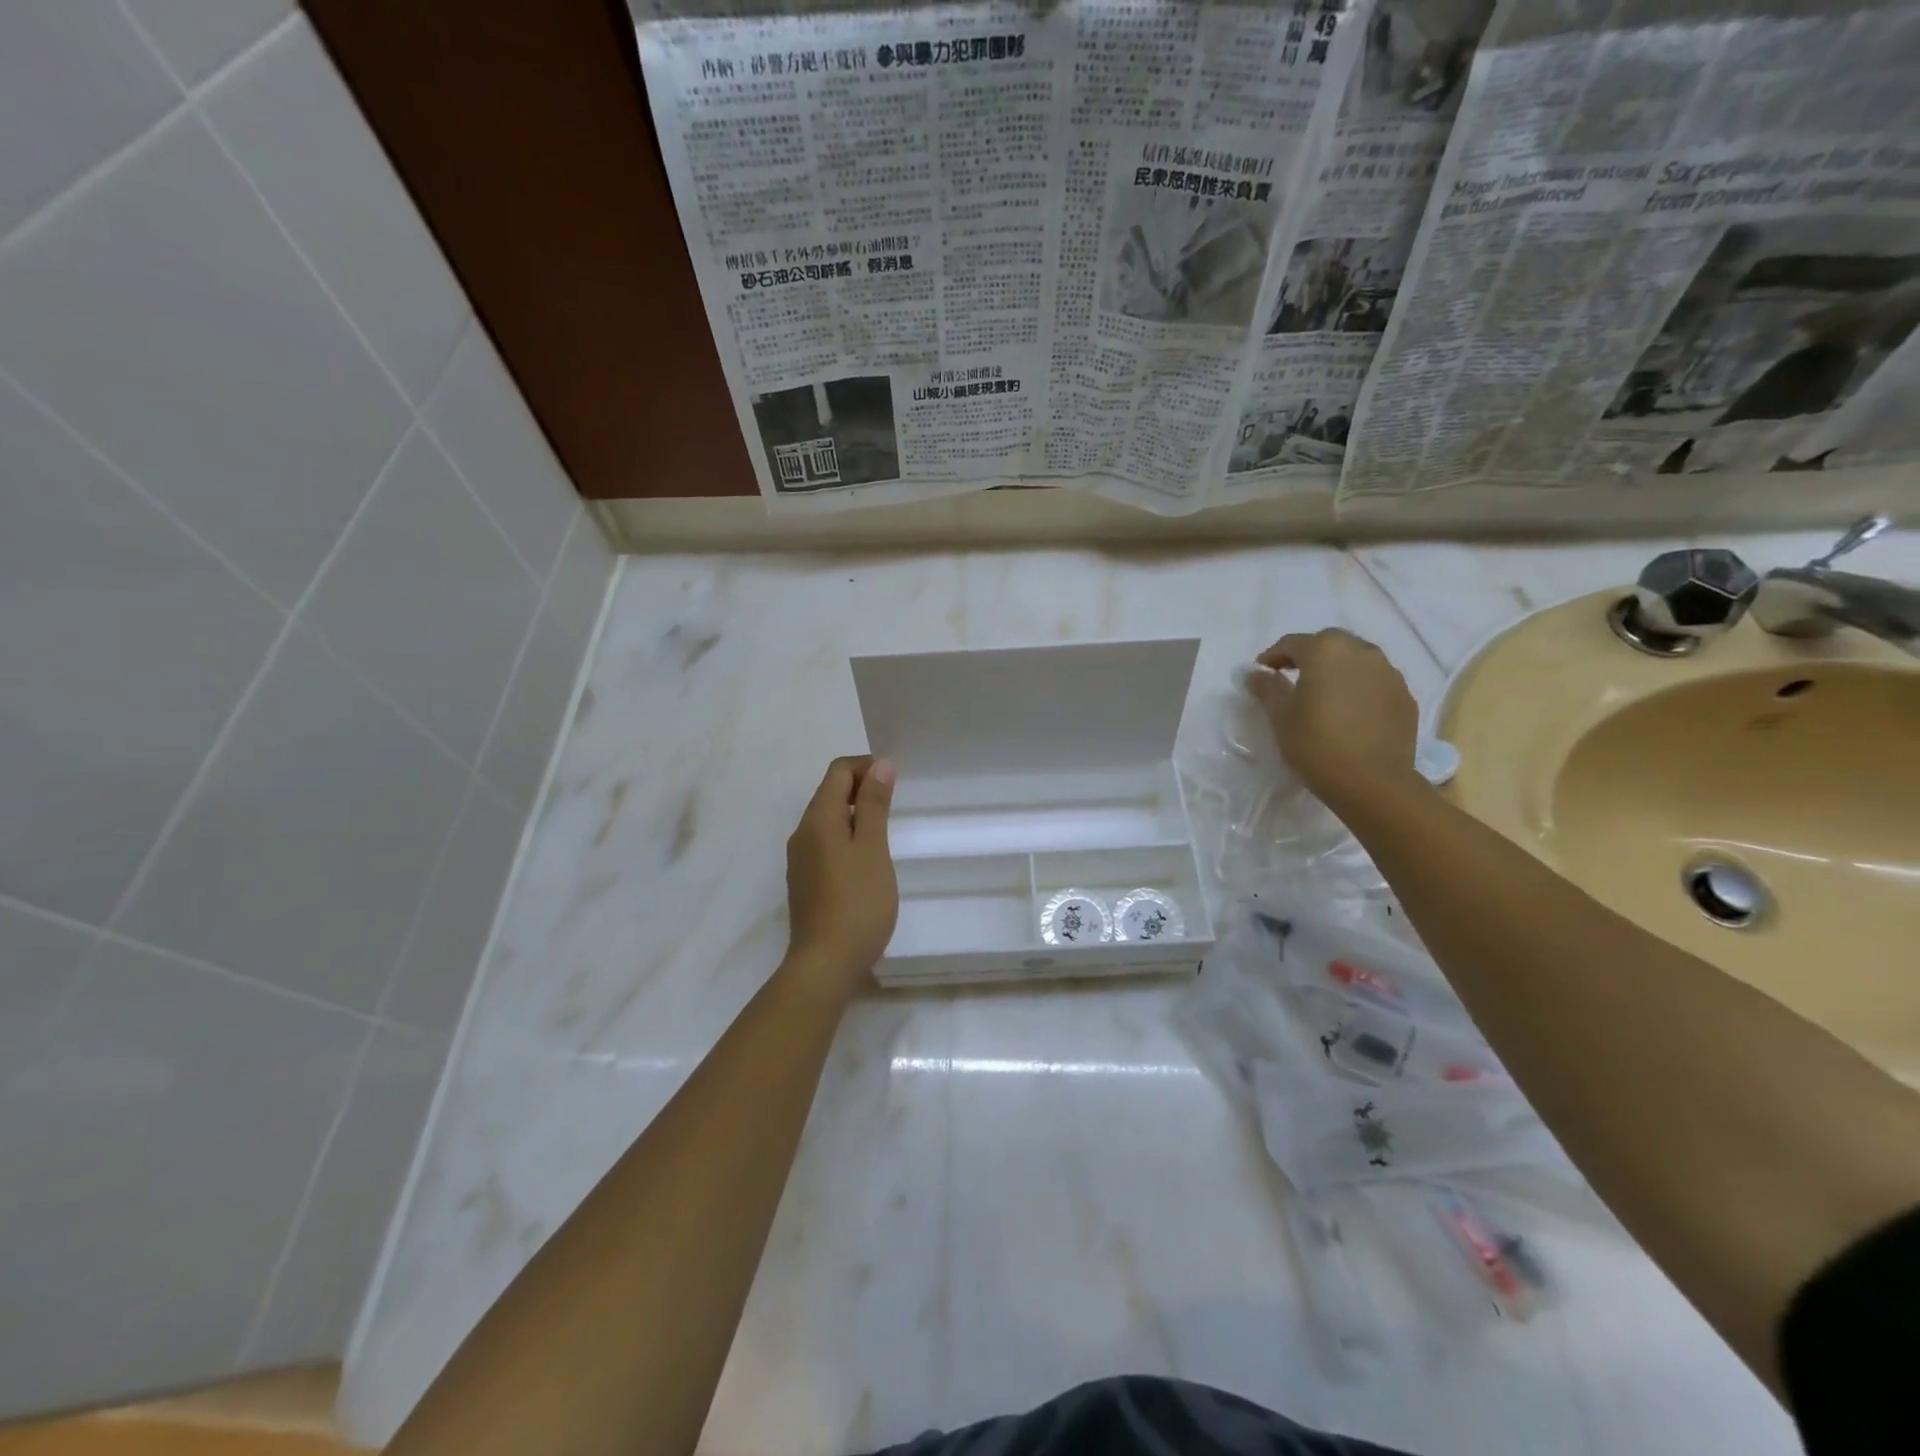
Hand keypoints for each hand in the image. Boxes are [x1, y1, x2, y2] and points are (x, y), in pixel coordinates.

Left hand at [783, 755, 898, 997]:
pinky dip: (848, 836)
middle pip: (830, 793)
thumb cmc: (857, 902)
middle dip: (862, 787)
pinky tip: (868, 859)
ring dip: (856, 812)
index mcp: (817, 819)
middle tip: (897, 801)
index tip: (896, 779)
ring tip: (887, 828)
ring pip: (828, 820)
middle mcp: (802, 833)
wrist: (825, 964)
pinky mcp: (806, 881)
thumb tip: (880, 765)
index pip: (838, 771)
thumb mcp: (873, 848)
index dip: (867, 766)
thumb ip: (875, 805)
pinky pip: (826, 843)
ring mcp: (801, 859)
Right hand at [1250, 630, 1420, 810]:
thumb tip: (1257, 674)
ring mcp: (1388, 672)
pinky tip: (1350, 709)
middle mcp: (1361, 652)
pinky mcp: (1405, 696)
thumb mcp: (1281, 717)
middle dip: (1308, 655)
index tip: (1261, 670)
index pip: (1293, 643)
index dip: (1273, 655)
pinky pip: (1376, 681)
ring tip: (1324, 691)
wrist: (1372, 782)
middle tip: (1291, 675)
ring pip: (1357, 659)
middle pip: (1329, 643)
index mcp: (1325, 651)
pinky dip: (1359, 686)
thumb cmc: (1316, 745)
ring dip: (1337, 668)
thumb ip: (1267, 688)